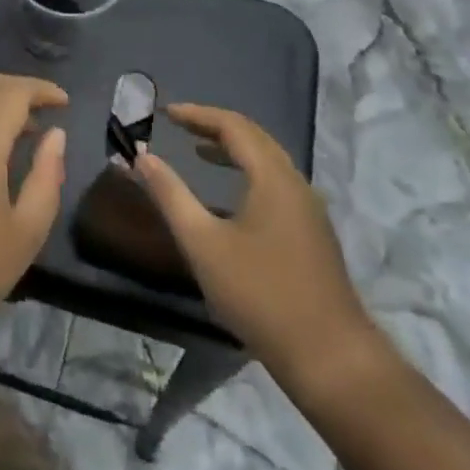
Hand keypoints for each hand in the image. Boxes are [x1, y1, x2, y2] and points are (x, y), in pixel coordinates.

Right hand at [133, 103, 380, 388]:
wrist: (329, 356)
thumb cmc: (260, 293)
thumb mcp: (202, 243)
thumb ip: (169, 194)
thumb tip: (140, 157)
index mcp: (273, 178)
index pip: (234, 127)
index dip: (197, 114)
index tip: (165, 113)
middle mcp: (296, 184)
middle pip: (255, 138)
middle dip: (215, 126)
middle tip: (179, 125)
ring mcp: (309, 211)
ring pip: (268, 162)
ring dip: (232, 150)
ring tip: (199, 151)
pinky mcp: (311, 234)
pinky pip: (275, 184)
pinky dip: (246, 173)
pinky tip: (229, 197)